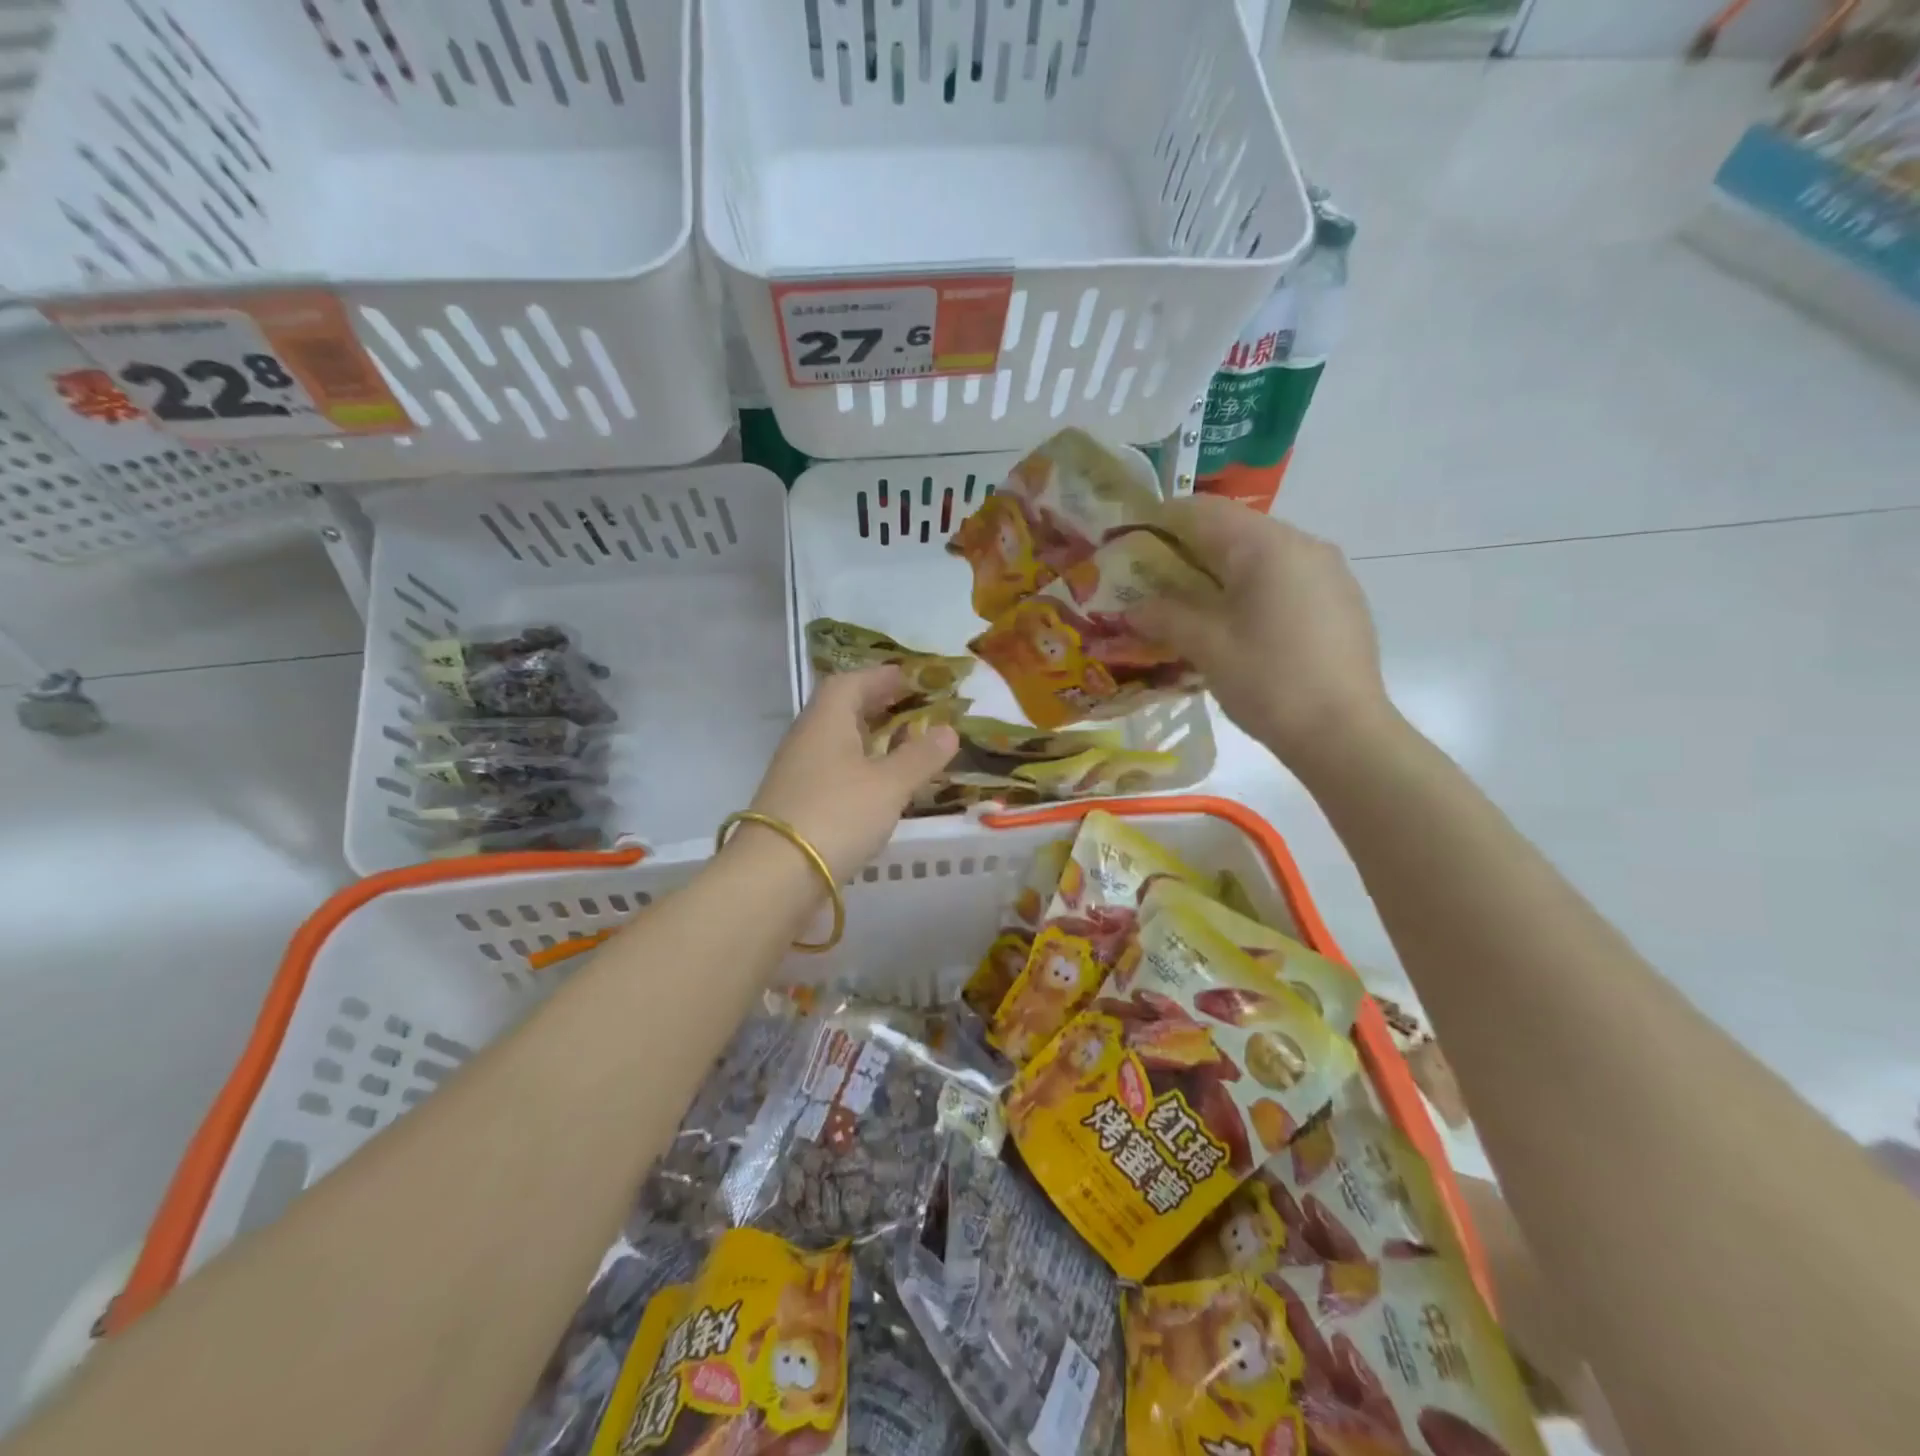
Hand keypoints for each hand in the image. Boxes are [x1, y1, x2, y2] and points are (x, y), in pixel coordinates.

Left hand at [745, 665, 958, 880]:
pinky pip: (831, 770)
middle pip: (840, 709)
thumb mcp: (889, 785)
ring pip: (834, 741)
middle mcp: (807, 739)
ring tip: (897, 743)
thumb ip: (920, 756)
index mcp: (826, 721)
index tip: (909, 677)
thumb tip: (948, 730)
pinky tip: (874, 785)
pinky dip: (856, 767)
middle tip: (907, 706)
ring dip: (865, 736)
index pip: (851, 682)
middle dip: (874, 703)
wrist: (775, 876)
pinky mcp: (795, 804)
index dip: (881, 676)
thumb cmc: (837, 816)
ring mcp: (796, 773)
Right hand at [1131, 496, 1394, 768]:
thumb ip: (1165, 616)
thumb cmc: (1268, 681)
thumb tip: (1135, 607)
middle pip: (1235, 531)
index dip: (1163, 522)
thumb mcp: (1206, 647)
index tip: (1134, 545)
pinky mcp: (1341, 601)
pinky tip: (1239, 629)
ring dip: (1222, 574)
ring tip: (1194, 610)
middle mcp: (1304, 545)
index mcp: (1268, 546)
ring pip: (1262, 557)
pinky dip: (1253, 591)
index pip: (1205, 511)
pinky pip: (1286, 580)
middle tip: (1156, 584)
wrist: (1344, 733)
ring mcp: (1329, 572)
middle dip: (1190, 553)